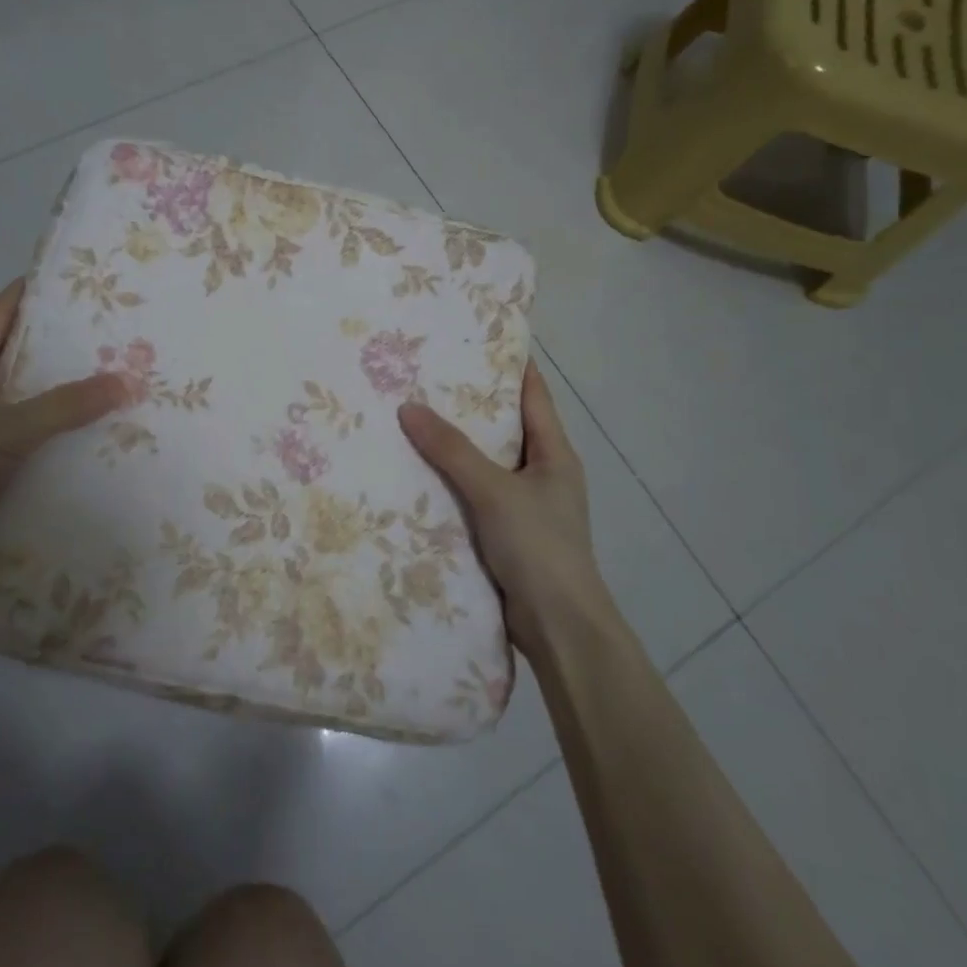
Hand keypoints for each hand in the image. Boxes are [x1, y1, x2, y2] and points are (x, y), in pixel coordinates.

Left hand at [0, 280, 128, 583]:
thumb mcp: (7, 431)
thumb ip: (66, 406)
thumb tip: (127, 380)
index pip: (2, 308)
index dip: (38, 289)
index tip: (85, 283)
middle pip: (15, 349)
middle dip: (61, 342)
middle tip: (114, 335)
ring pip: (19, 392)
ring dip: (57, 388)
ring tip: (110, 381)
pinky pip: (18, 428)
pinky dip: (48, 427)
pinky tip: (82, 434)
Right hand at [399, 361, 610, 658]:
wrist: (559, 628)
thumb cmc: (539, 547)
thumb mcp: (494, 491)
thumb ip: (451, 450)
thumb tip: (408, 407)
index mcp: (554, 453)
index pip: (532, 393)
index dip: (507, 364)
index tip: (472, 339)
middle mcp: (542, 472)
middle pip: (504, 426)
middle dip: (468, 404)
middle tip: (423, 377)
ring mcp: (525, 505)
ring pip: (485, 463)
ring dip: (455, 446)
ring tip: (410, 418)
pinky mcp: (507, 534)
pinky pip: (474, 495)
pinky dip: (451, 482)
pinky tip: (416, 474)